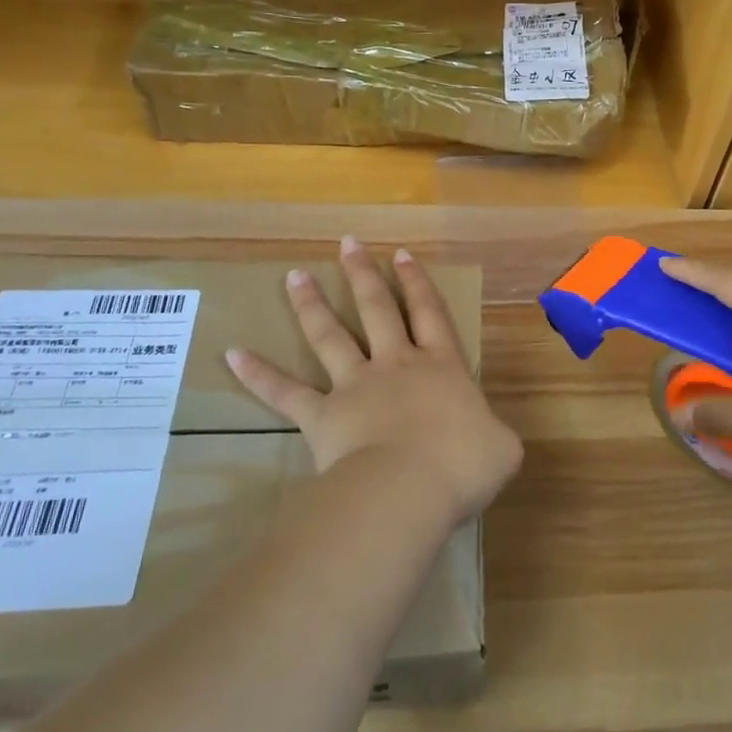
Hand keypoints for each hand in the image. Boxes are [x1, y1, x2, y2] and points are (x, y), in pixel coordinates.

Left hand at [226, 237, 522, 523]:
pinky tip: (231, 354)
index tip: (400, 254)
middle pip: (377, 309)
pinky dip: (258, 374)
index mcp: (441, 366)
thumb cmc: (463, 464)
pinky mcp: (322, 415)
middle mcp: (396, 365)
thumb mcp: (500, 448)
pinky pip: (285, 392)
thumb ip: (494, 433)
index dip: (416, 282)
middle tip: (347, 244)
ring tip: (294, 275)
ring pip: (330, 336)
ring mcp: (355, 386)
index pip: (428, 313)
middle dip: (363, 275)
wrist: (411, 487)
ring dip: (311, 305)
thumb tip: (490, 440)